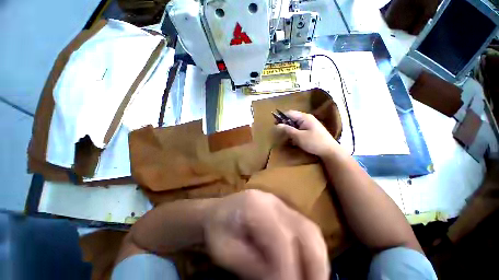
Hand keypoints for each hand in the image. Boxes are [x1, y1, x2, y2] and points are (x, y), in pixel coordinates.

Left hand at [204, 189, 328, 279]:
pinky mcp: (283, 210)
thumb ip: (253, 266)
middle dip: (315, 264)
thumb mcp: (226, 252)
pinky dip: (312, 250)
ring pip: (309, 228)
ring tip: (315, 279)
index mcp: (254, 205)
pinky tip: (308, 265)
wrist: (217, 211)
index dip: (289, 269)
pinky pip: (305, 228)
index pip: (280, 237)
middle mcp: (272, 201)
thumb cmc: (217, 231)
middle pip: (304, 228)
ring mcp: (279, 203)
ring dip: (318, 258)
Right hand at [276, 110, 338, 157]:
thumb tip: (277, 125)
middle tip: (280, 131)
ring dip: (290, 129)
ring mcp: (310, 124)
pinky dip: (295, 132)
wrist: (330, 151)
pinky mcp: (311, 130)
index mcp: (304, 117)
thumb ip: (287, 129)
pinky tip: (294, 139)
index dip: (281, 117)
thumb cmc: (313, 142)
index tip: (274, 123)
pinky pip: (300, 128)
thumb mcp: (298, 136)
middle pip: (292, 118)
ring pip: (296, 124)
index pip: (289, 113)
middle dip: (285, 124)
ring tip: (287, 136)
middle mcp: (307, 118)